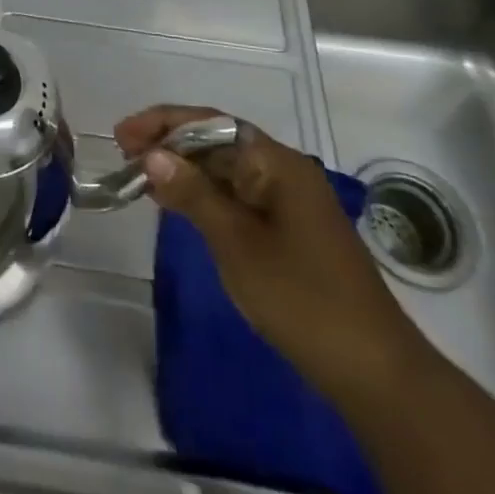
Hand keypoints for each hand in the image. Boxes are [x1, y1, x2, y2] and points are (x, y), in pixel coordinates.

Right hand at [116, 105, 430, 407]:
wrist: (372, 370)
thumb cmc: (301, 297)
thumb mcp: (237, 243)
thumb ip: (193, 194)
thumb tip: (152, 154)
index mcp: (276, 162)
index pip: (210, 123)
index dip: (163, 123)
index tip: (122, 136)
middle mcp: (282, 170)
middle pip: (216, 141)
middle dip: (168, 144)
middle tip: (123, 157)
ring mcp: (286, 201)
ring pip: (223, 170)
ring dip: (182, 170)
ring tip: (138, 178)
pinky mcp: (286, 230)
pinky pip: (235, 196)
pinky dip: (202, 195)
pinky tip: (174, 204)